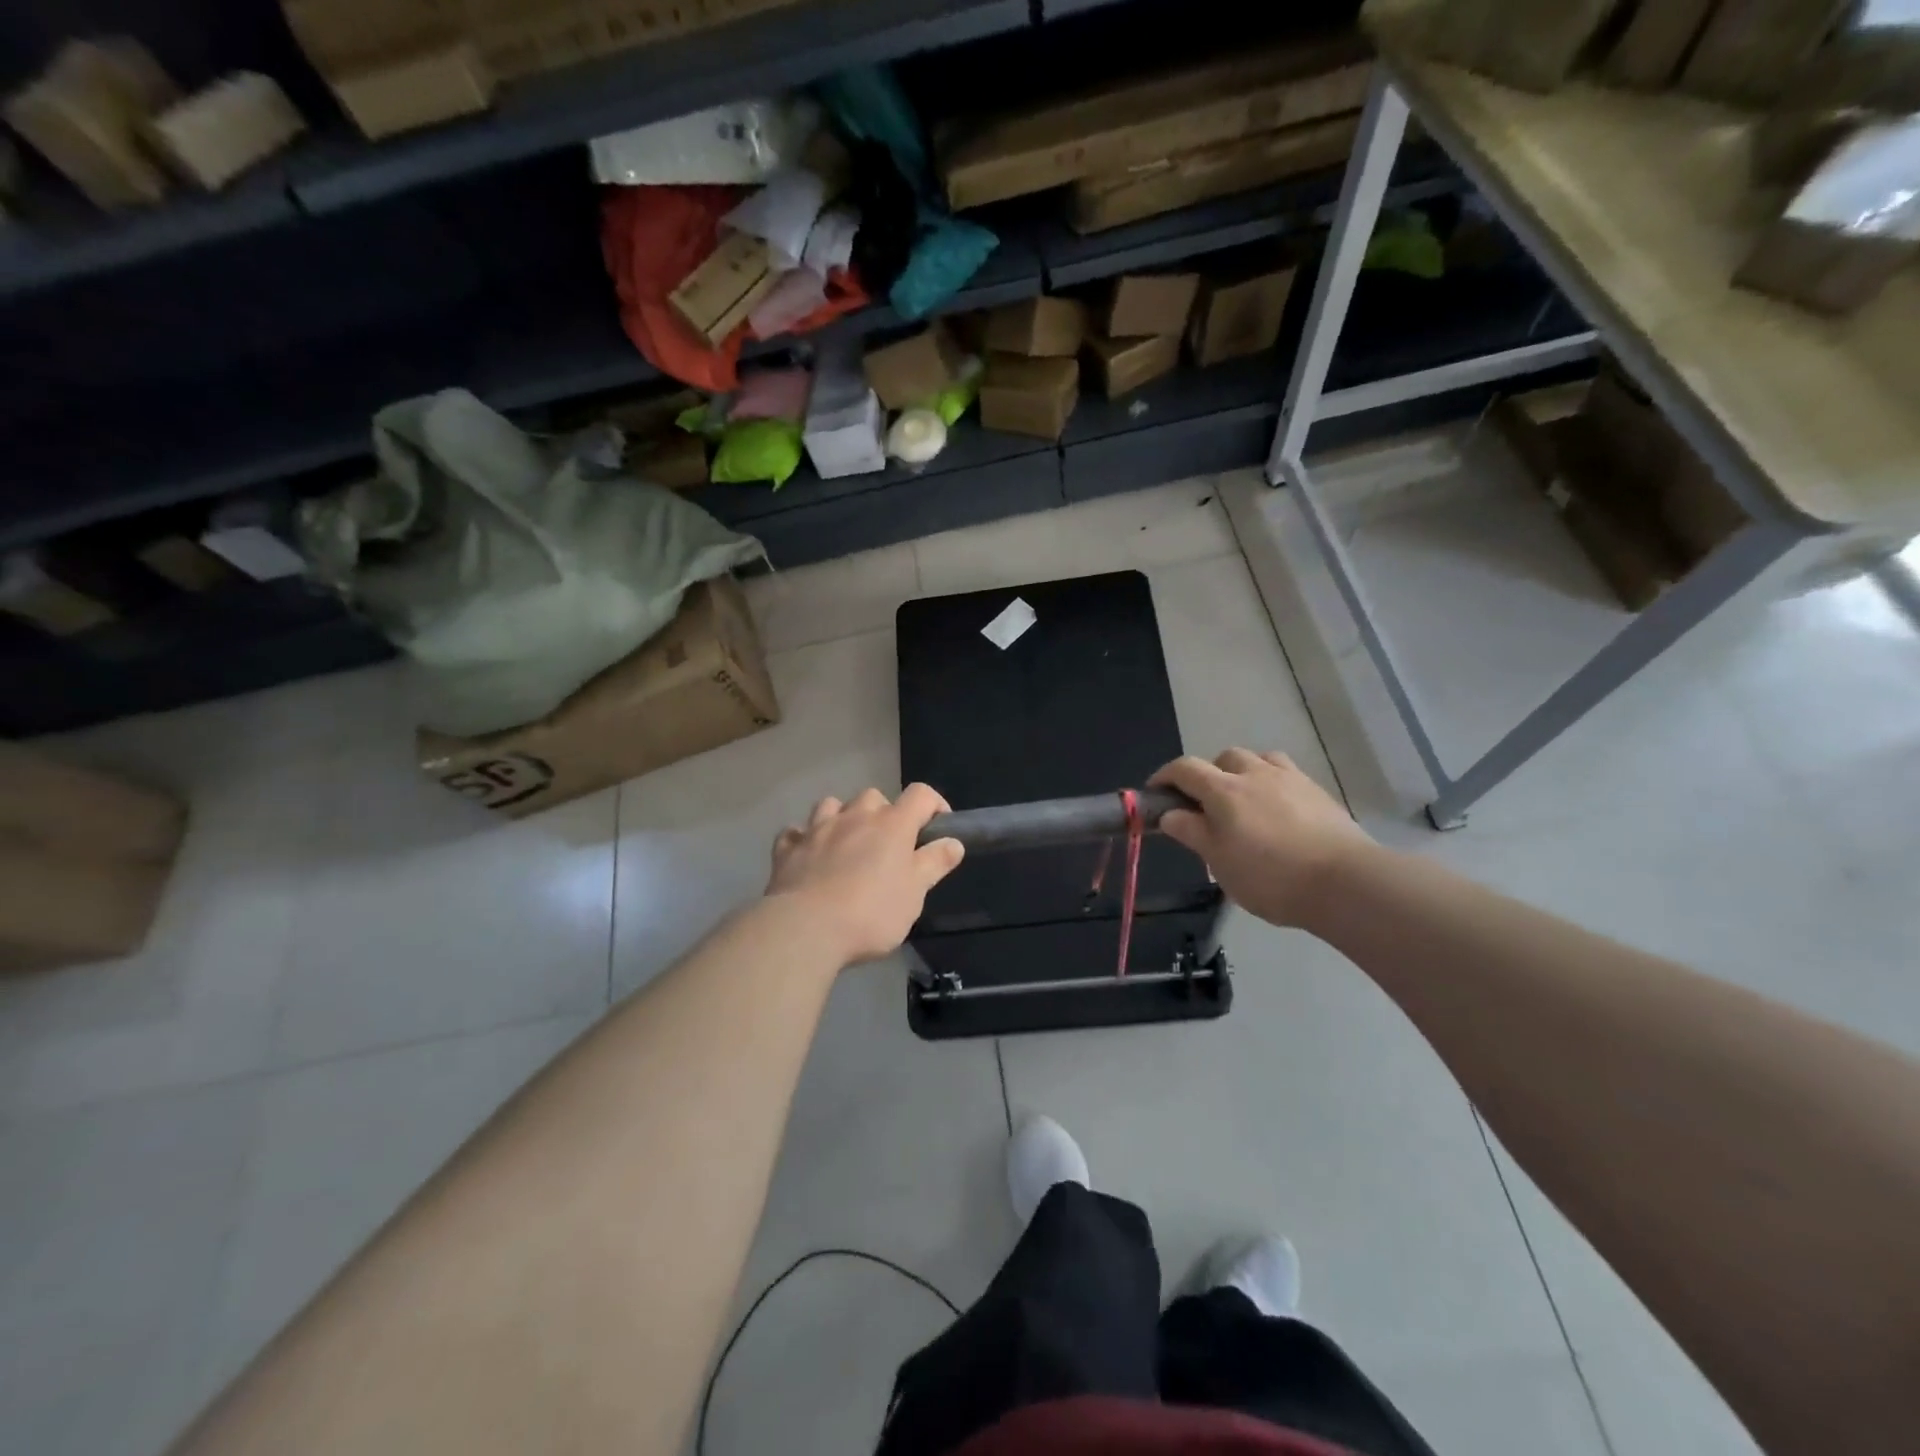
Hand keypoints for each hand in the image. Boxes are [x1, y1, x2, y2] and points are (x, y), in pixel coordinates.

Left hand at [767, 784, 965, 964]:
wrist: (806, 929)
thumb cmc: (871, 913)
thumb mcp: (915, 893)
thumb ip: (935, 863)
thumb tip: (954, 842)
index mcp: (892, 825)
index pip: (920, 795)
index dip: (934, 804)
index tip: (938, 827)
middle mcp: (855, 817)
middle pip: (874, 796)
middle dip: (884, 813)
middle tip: (889, 845)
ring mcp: (817, 829)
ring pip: (832, 805)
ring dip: (843, 817)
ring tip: (847, 843)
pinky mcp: (788, 848)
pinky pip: (796, 832)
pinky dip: (805, 838)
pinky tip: (809, 855)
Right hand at [1151, 749, 1372, 929]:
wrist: (1345, 882)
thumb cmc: (1271, 876)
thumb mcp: (1220, 862)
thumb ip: (1193, 833)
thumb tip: (1170, 814)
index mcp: (1224, 790)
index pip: (1184, 769)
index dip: (1165, 777)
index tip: (1156, 793)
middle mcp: (1255, 774)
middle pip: (1223, 757)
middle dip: (1207, 773)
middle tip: (1204, 804)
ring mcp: (1291, 779)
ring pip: (1259, 759)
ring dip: (1243, 771)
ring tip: (1244, 800)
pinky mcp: (1318, 792)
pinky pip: (1286, 774)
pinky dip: (1272, 782)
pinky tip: (1277, 809)